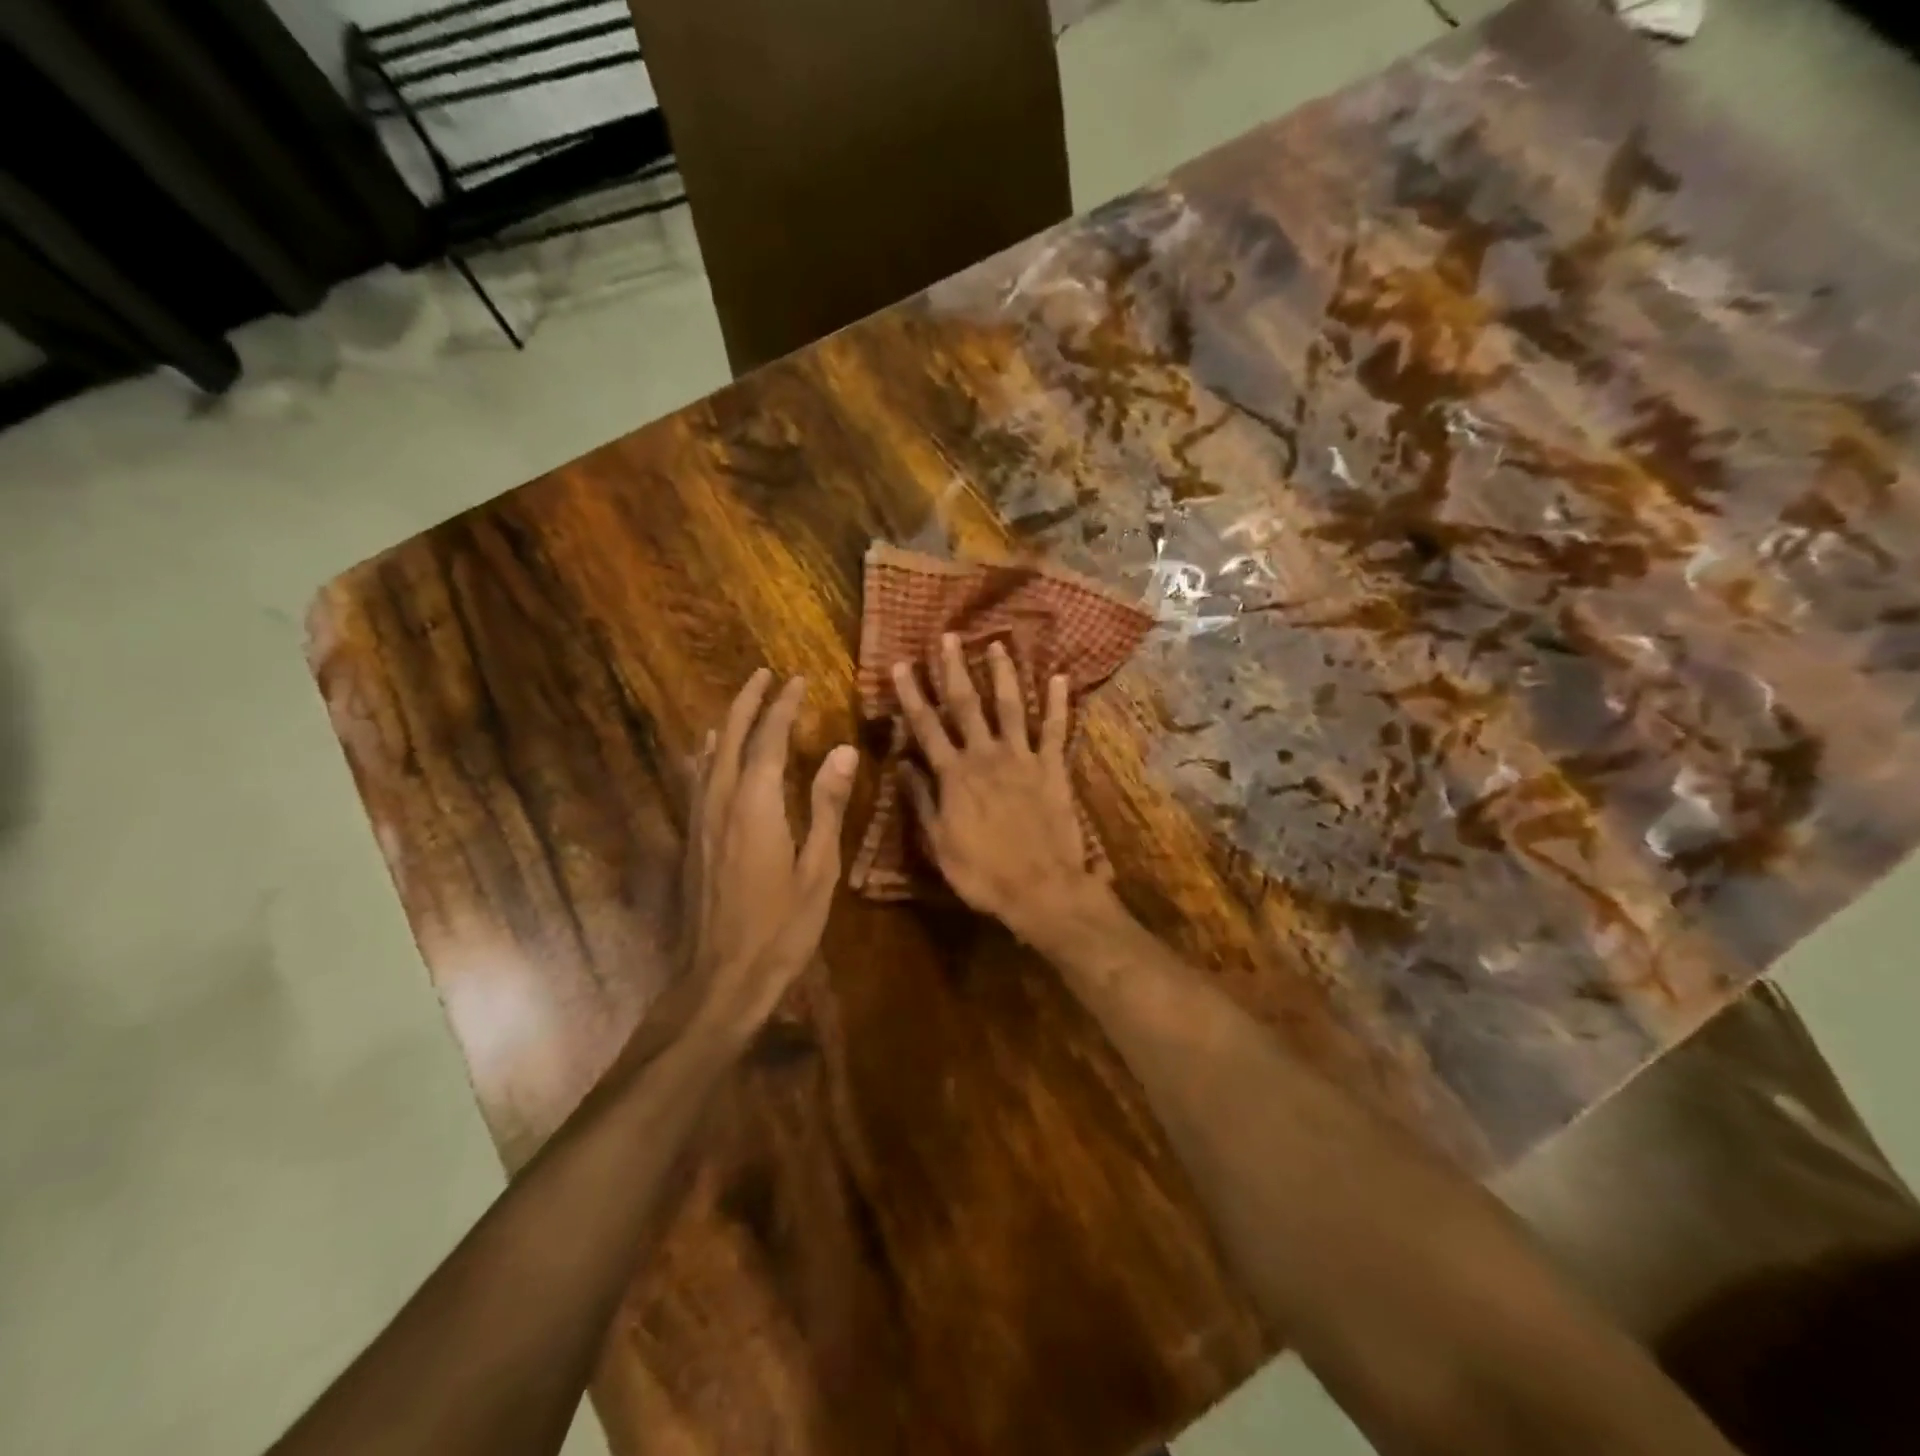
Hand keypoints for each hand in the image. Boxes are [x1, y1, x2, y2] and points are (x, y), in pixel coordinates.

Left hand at [679, 670, 856, 1036]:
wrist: (720, 979)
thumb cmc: (781, 928)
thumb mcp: (818, 870)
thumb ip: (827, 806)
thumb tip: (844, 750)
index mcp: (755, 806)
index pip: (768, 740)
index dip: (783, 707)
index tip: (798, 680)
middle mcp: (720, 803)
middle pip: (729, 738)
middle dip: (747, 703)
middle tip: (764, 674)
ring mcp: (699, 822)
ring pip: (708, 756)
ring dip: (726, 723)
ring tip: (741, 701)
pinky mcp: (691, 841)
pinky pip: (697, 781)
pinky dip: (706, 755)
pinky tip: (705, 753)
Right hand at [892, 634, 1112, 945]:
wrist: (1041, 888)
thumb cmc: (983, 873)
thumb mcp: (938, 844)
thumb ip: (921, 801)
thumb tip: (901, 765)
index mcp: (954, 775)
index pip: (926, 727)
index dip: (911, 694)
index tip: (901, 665)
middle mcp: (986, 756)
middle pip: (967, 705)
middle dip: (954, 669)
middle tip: (948, 637)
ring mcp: (1023, 758)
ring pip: (1011, 706)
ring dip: (1003, 674)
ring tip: (998, 644)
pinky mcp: (1053, 768)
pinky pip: (1056, 729)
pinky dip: (1059, 702)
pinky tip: (1060, 677)